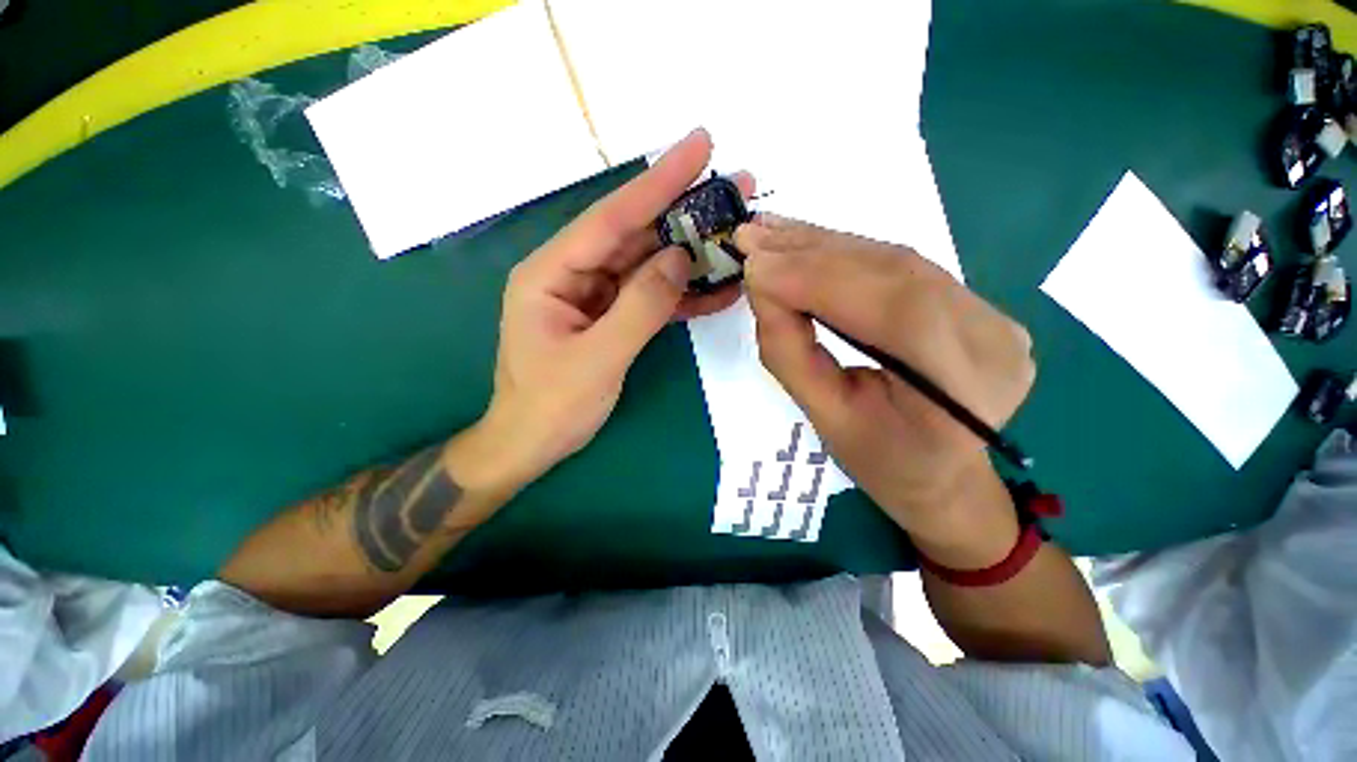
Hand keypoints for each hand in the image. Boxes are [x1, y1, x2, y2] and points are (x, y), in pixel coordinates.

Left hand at [480, 129, 750, 488]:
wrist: (533, 444)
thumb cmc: (552, 406)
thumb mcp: (597, 359)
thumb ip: (640, 307)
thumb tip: (679, 259)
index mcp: (552, 273)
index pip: (612, 218)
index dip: (657, 182)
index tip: (700, 145)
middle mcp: (574, 274)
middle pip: (635, 235)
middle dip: (685, 213)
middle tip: (736, 189)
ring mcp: (595, 296)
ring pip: (648, 265)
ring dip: (691, 253)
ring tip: (736, 235)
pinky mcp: (612, 317)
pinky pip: (651, 297)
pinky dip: (683, 294)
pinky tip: (717, 288)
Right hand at [737, 215, 1034, 555]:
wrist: (940, 473)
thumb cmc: (883, 463)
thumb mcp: (827, 420)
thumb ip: (791, 354)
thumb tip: (762, 288)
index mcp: (965, 389)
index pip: (894, 309)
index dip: (818, 279)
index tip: (754, 265)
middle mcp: (990, 337)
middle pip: (896, 271)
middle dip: (813, 253)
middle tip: (752, 236)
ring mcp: (989, 313)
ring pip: (894, 259)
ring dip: (823, 244)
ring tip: (768, 233)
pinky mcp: (971, 301)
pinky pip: (898, 265)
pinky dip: (842, 252)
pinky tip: (804, 242)